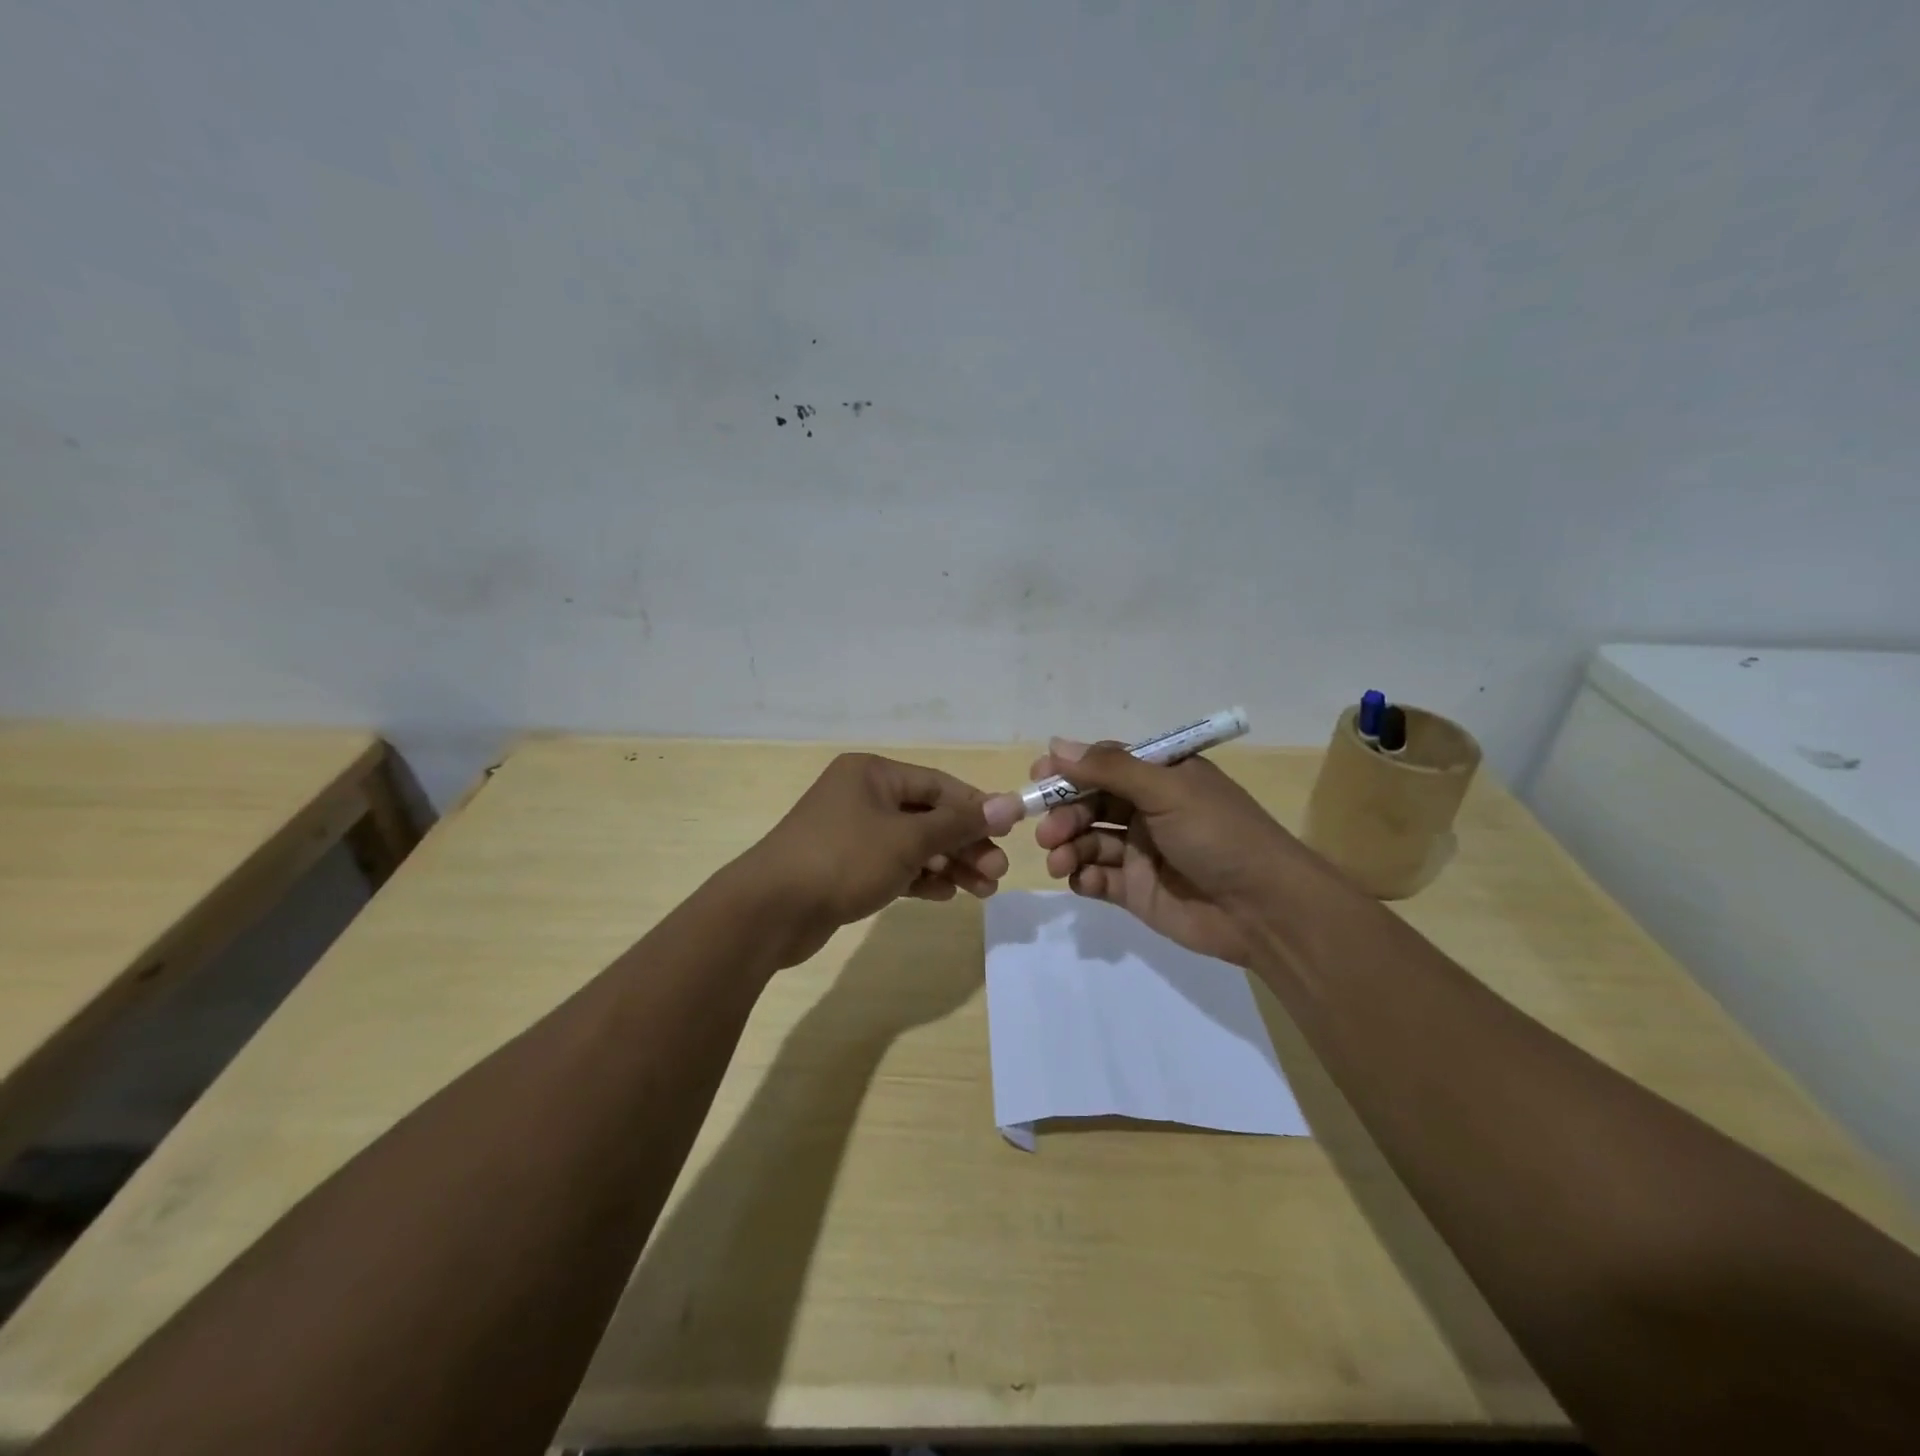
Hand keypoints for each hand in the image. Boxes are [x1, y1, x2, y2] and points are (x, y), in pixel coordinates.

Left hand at [732, 753, 1009, 968]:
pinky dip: (919, 878)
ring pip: (913, 844)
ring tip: (981, 891)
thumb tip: (1011, 803)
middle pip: (928, 815)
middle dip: (965, 843)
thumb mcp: (908, 839)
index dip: (976, 807)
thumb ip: (960, 823)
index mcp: (873, 774)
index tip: (1009, 833)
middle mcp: (862, 796)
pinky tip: (945, 895)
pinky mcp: (845, 867)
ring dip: (948, 864)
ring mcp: (851, 833)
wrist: (769, 912)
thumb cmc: (843, 860)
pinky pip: (893, 866)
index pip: (938, 784)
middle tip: (997, 873)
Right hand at [989, 739, 1310, 966]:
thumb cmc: (1218, 835)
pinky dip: (1083, 877)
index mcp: (1161, 778)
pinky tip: (1082, 880)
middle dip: (1065, 815)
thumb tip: (1056, 744)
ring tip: (1060, 860)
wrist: (1264, 909)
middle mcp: (1148, 811)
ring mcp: (1141, 853)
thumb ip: (1110, 768)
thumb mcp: (1167, 790)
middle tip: (1048, 832)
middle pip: (1090, 805)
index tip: (1038, 779)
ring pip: (1088, 842)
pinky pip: (1097, 878)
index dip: (1070, 771)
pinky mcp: (1136, 892)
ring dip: (1068, 847)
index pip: (1104, 766)